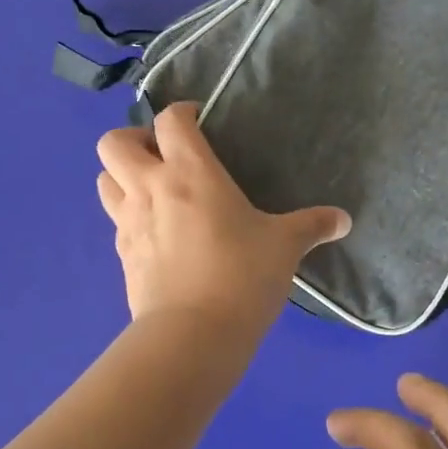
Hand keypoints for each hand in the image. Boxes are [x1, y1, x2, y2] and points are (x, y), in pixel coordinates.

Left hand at [95, 102, 349, 334]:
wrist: (193, 335)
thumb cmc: (242, 276)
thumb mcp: (285, 246)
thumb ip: (312, 226)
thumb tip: (343, 220)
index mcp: (190, 172)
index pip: (171, 120)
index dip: (181, 112)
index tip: (199, 120)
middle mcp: (150, 188)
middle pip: (113, 141)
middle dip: (133, 139)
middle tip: (163, 156)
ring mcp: (129, 222)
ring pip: (104, 179)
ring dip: (123, 175)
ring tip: (154, 189)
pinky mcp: (122, 255)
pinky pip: (115, 220)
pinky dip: (129, 214)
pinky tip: (158, 232)